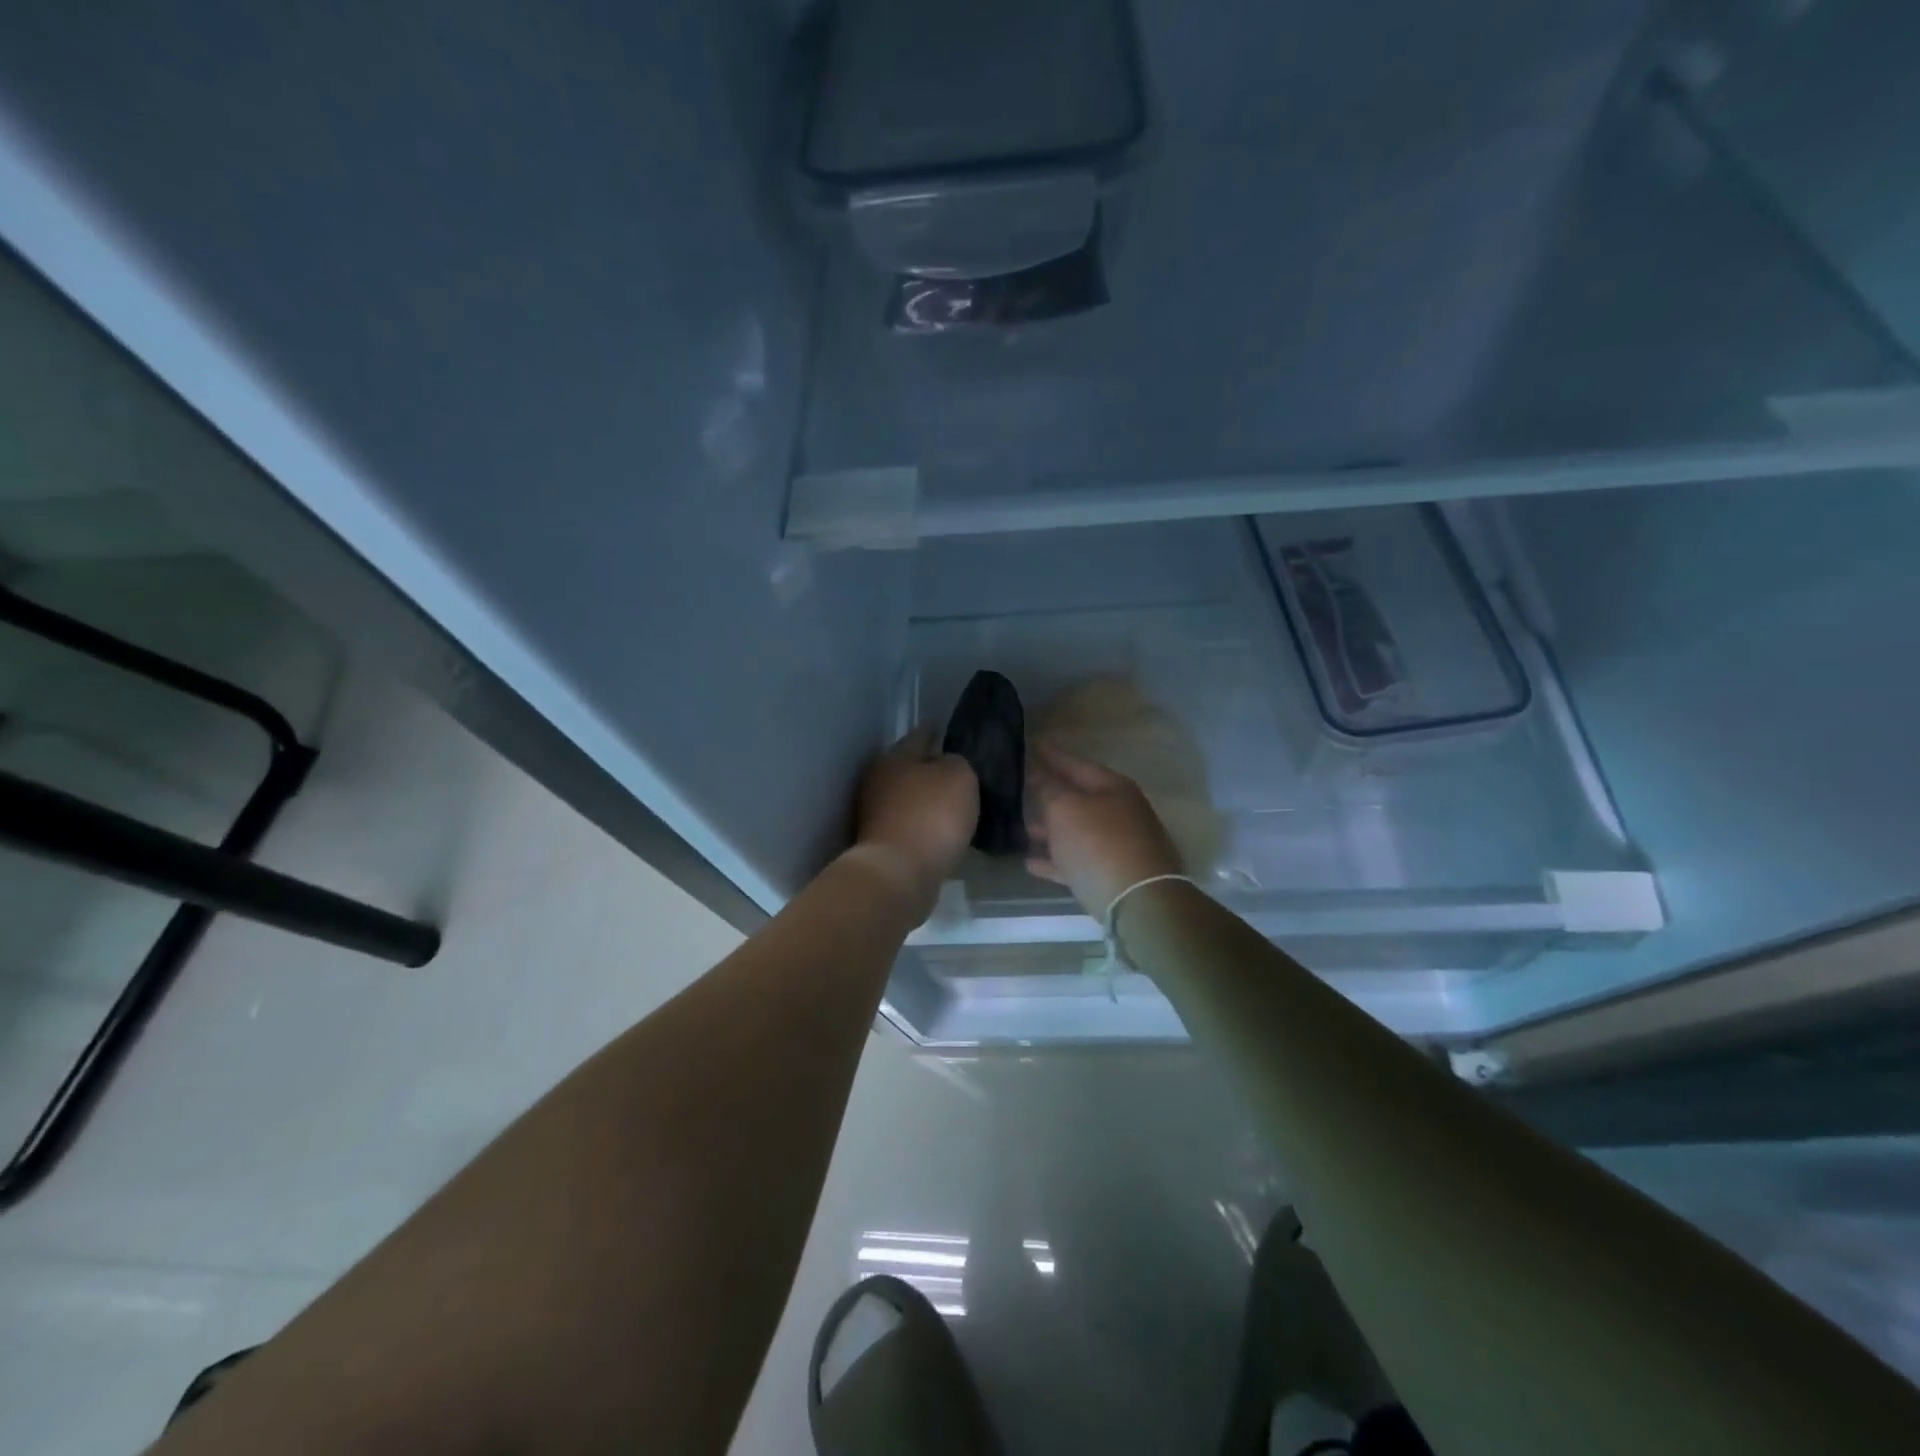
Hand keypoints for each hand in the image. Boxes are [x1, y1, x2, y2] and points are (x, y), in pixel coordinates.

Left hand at [851, 728, 978, 919]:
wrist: (899, 876)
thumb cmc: (930, 816)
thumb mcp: (959, 777)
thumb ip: (958, 762)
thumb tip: (948, 764)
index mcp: (893, 758)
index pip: (920, 735)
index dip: (937, 731)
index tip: (949, 730)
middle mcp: (878, 781)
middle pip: (910, 767)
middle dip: (931, 767)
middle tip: (958, 770)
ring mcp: (875, 815)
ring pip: (908, 797)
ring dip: (927, 799)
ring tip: (955, 803)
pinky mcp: (881, 844)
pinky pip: (910, 825)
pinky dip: (924, 824)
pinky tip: (942, 830)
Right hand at [1025, 742, 1182, 916]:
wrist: (1139, 903)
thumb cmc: (1099, 844)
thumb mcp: (1065, 810)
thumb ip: (1047, 789)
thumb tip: (1036, 772)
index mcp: (1113, 788)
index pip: (1076, 763)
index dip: (1051, 755)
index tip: (1030, 744)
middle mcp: (1119, 812)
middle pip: (1078, 798)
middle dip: (1049, 793)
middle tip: (1020, 786)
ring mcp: (1118, 846)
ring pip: (1076, 831)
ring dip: (1049, 830)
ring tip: (1020, 828)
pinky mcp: (1111, 876)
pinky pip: (1076, 862)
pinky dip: (1055, 860)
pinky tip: (1030, 862)